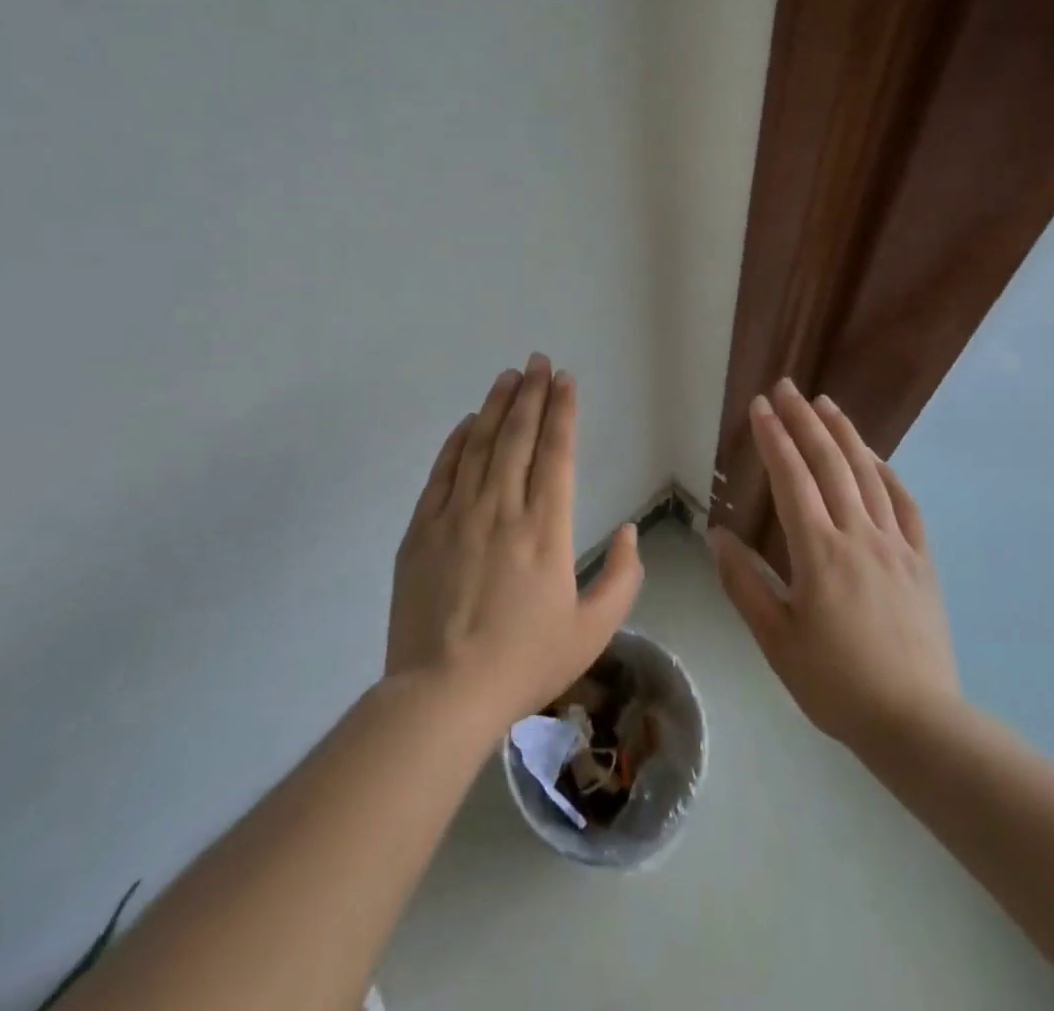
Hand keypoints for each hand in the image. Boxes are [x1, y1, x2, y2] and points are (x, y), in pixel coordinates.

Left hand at [386, 354, 643, 731]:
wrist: (443, 693)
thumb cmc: (524, 662)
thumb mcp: (593, 631)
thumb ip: (623, 578)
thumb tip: (631, 532)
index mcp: (546, 529)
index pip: (557, 453)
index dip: (562, 411)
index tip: (565, 380)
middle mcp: (502, 509)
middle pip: (518, 436)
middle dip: (531, 393)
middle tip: (537, 360)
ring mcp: (457, 515)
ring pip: (480, 445)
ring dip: (496, 406)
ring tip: (508, 376)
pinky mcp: (422, 529)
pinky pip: (443, 472)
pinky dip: (457, 442)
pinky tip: (467, 423)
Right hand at [710, 379, 960, 747]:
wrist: (916, 722)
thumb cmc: (835, 683)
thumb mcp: (776, 639)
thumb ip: (744, 583)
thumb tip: (716, 535)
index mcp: (819, 551)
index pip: (792, 478)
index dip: (774, 438)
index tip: (760, 406)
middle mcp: (858, 534)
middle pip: (829, 463)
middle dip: (805, 420)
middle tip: (787, 387)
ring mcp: (896, 544)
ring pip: (868, 474)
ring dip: (845, 434)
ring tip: (826, 404)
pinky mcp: (922, 561)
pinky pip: (906, 505)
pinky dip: (887, 473)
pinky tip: (876, 459)